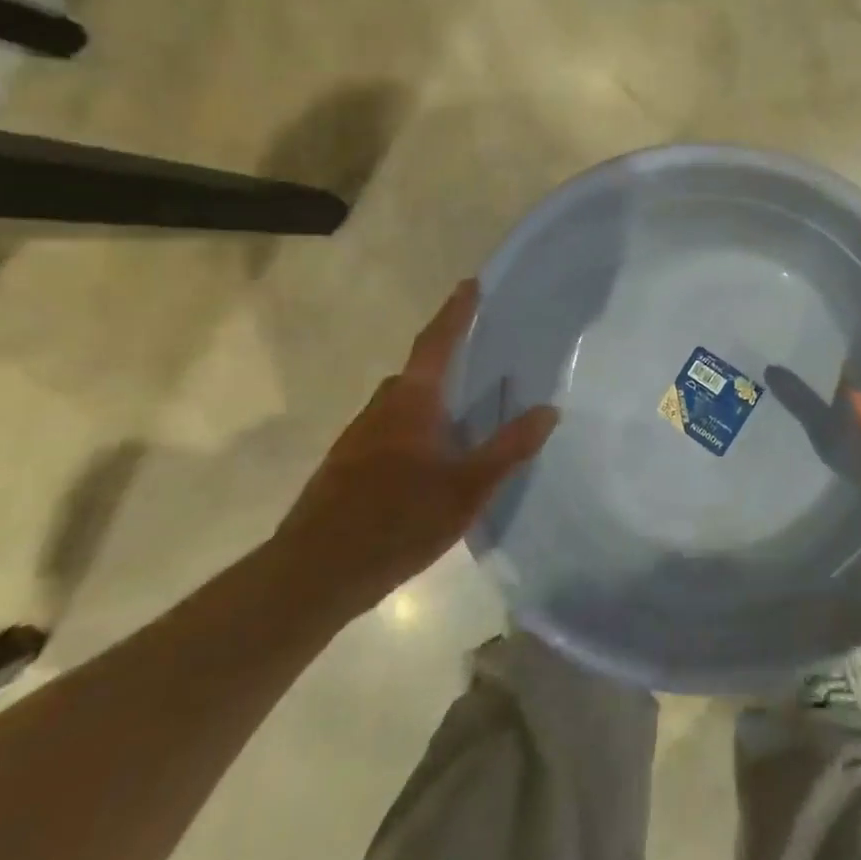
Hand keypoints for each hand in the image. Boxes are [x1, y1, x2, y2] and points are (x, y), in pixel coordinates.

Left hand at [274, 279, 556, 619]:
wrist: (312, 575)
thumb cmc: (396, 521)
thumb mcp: (467, 488)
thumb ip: (508, 448)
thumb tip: (549, 410)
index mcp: (410, 402)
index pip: (437, 343)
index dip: (456, 313)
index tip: (471, 284)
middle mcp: (380, 409)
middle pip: (417, 373)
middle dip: (445, 363)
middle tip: (479, 363)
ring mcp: (357, 439)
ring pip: (401, 406)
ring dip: (429, 403)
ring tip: (460, 420)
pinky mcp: (345, 468)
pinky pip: (388, 432)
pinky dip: (413, 432)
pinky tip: (427, 465)